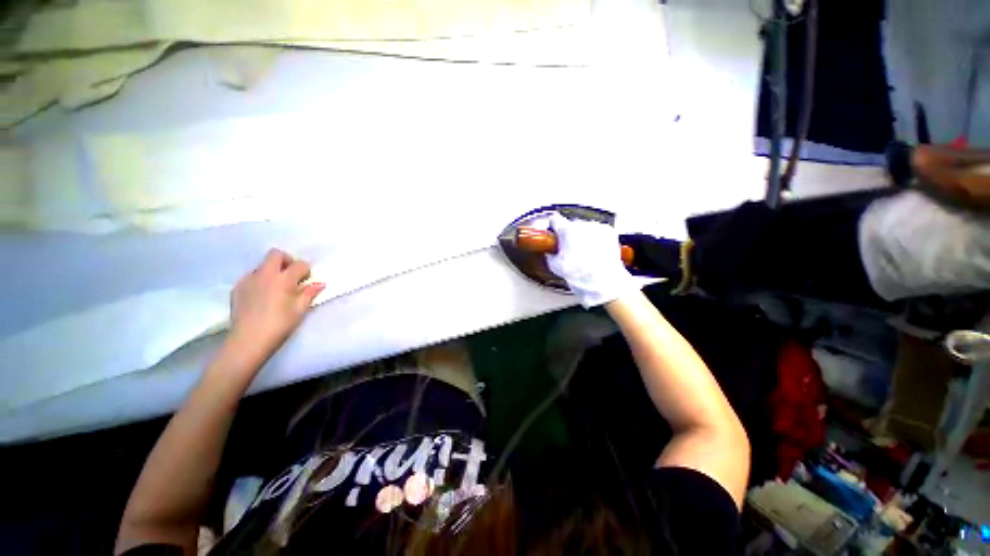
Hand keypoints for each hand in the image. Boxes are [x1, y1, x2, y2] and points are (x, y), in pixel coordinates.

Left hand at [229, 249, 324, 357]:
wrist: (248, 340)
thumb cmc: (279, 325)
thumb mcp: (300, 310)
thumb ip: (310, 294)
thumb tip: (320, 284)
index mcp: (283, 280)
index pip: (300, 264)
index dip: (306, 271)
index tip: (307, 281)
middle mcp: (265, 274)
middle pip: (276, 254)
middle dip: (286, 260)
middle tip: (291, 275)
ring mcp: (248, 279)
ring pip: (262, 265)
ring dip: (272, 270)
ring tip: (275, 287)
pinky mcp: (237, 287)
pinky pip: (251, 276)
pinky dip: (259, 280)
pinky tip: (262, 295)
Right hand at [546, 213, 639, 307]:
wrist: (603, 281)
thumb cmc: (581, 274)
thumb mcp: (555, 265)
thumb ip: (550, 254)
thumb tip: (550, 252)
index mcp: (566, 230)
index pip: (554, 218)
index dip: (553, 225)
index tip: (553, 230)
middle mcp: (582, 225)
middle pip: (571, 224)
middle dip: (569, 234)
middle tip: (569, 250)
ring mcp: (597, 227)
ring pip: (585, 228)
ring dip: (583, 236)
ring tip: (584, 254)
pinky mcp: (609, 232)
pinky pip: (598, 231)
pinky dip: (596, 239)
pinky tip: (594, 252)